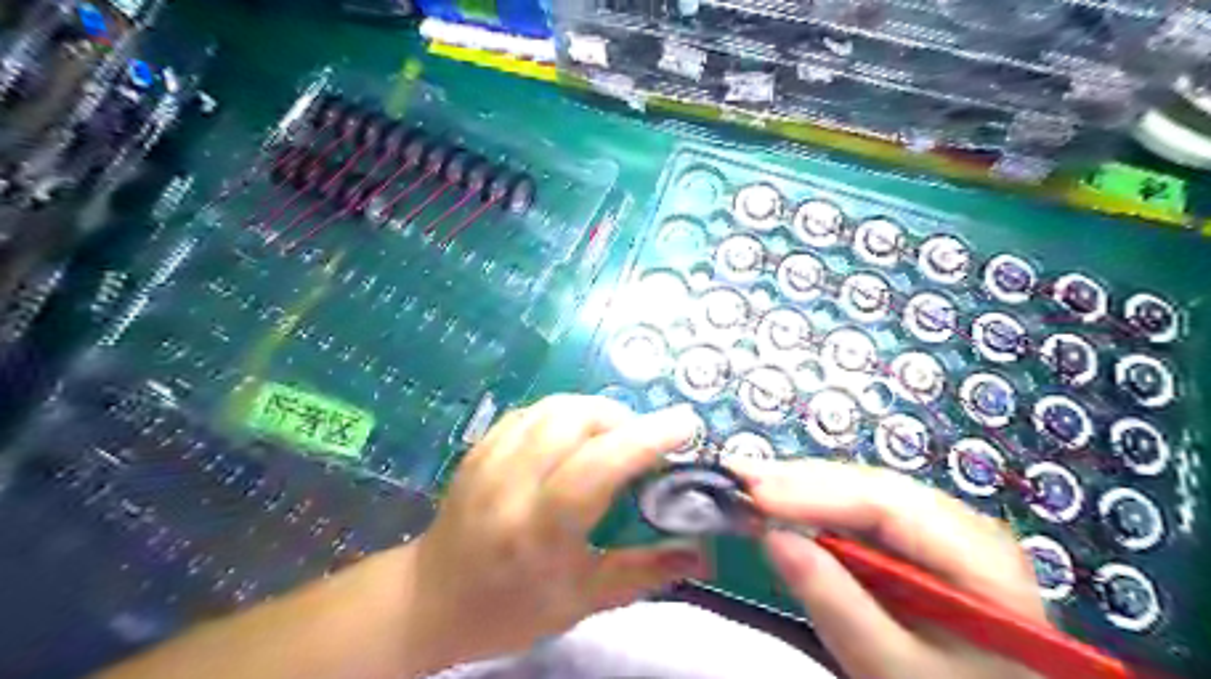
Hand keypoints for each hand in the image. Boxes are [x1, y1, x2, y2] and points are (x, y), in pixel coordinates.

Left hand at [405, 396, 711, 670]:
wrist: (430, 600)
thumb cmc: (511, 608)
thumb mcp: (583, 601)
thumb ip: (645, 572)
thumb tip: (702, 552)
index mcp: (539, 532)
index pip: (595, 468)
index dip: (644, 440)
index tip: (684, 425)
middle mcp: (510, 485)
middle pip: (574, 421)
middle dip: (622, 419)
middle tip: (645, 441)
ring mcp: (489, 459)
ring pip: (553, 407)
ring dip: (596, 411)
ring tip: (614, 435)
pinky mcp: (479, 447)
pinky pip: (532, 411)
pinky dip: (566, 413)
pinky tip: (576, 434)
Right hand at [732, 458, 1044, 678]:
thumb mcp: (894, 670)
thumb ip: (836, 604)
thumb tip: (773, 537)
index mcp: (979, 557)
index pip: (888, 505)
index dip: (815, 493)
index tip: (754, 495)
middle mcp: (961, 526)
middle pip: (872, 488)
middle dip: (801, 481)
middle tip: (738, 475)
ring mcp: (937, 530)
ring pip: (861, 492)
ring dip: (801, 487)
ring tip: (749, 481)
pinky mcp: (912, 542)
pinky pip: (857, 513)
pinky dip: (813, 507)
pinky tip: (781, 502)